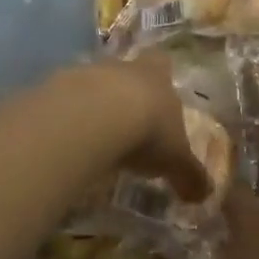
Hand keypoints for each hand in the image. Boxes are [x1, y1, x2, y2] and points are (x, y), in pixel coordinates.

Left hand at [69, 55, 213, 203]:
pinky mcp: (53, 87)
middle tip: (126, 120)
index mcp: (156, 76)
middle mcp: (121, 67)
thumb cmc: (147, 131)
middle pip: (124, 71)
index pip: (162, 63)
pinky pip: (62, 101)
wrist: (93, 117)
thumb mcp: (175, 160)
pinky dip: (66, 117)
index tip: (159, 89)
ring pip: (91, 83)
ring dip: (93, 104)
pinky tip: (68, 139)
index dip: (161, 74)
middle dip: (125, 92)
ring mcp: (84, 73)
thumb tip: (205, 195)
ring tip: (94, 134)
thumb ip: (189, 175)